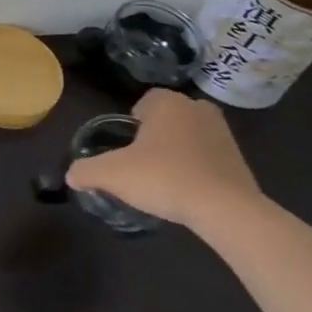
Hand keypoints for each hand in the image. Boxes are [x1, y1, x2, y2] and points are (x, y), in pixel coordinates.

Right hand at [65, 88, 263, 230]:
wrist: (226, 210)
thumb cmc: (164, 177)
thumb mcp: (112, 174)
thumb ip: (86, 170)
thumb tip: (71, 175)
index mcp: (168, 103)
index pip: (145, 101)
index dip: (133, 122)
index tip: (127, 144)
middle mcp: (197, 109)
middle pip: (169, 117)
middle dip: (157, 133)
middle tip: (144, 160)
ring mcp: (224, 134)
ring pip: (191, 135)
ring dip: (179, 149)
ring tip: (165, 177)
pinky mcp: (241, 160)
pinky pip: (210, 156)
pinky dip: (199, 168)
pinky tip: (188, 190)